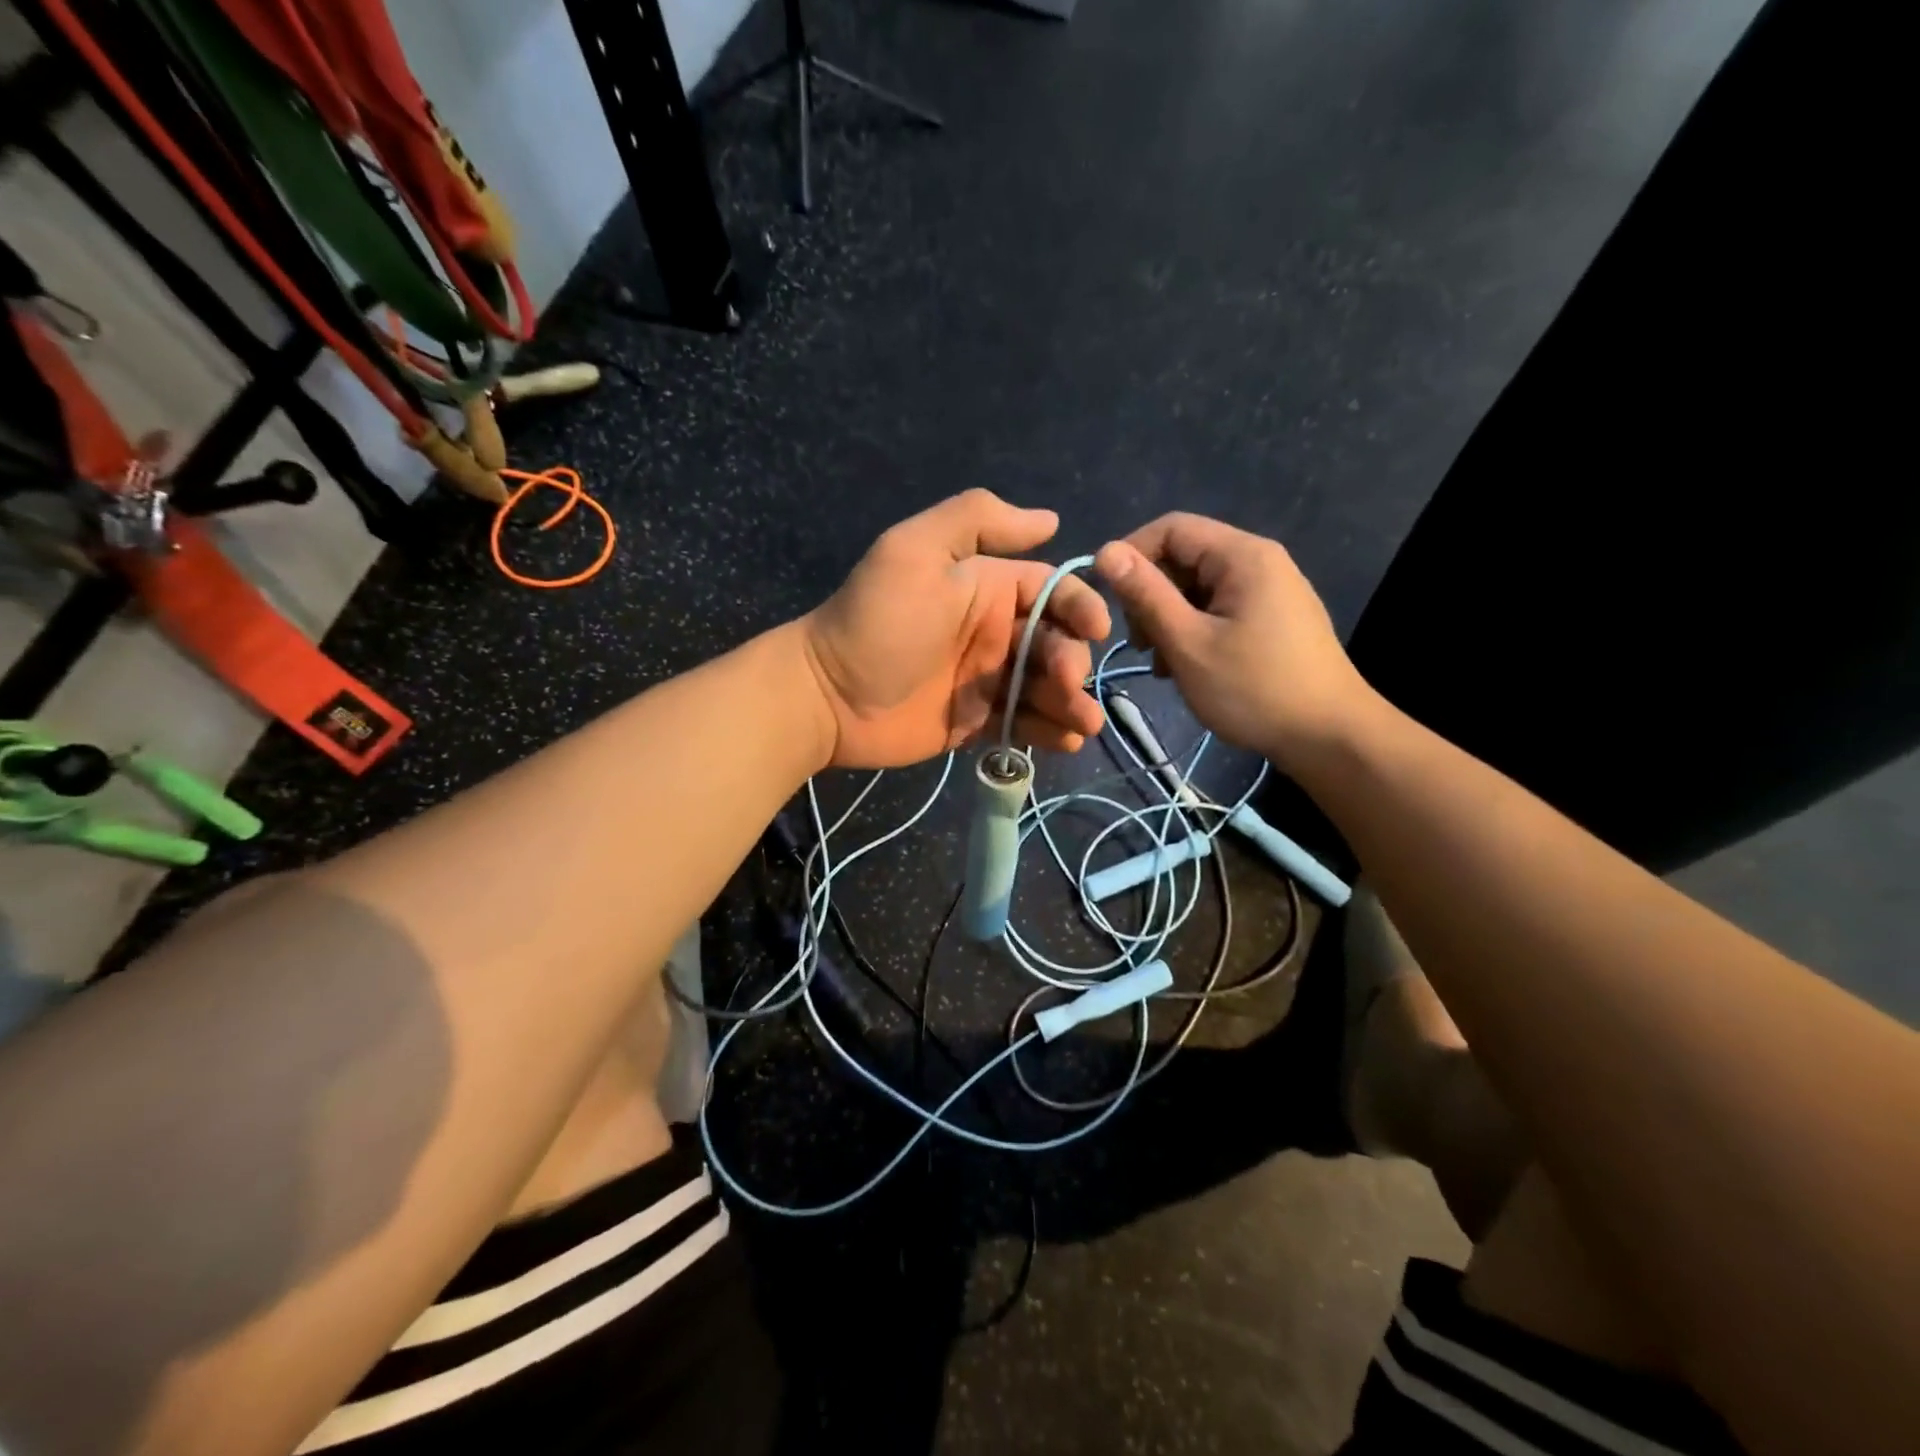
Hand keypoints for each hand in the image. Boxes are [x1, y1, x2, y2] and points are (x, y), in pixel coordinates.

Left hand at [803, 490, 1111, 768]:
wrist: (828, 696)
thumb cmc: (878, 623)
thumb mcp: (916, 552)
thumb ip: (977, 521)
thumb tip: (1049, 519)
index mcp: (986, 588)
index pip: (1050, 591)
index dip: (1080, 607)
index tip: (1098, 630)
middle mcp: (992, 632)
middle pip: (1053, 644)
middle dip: (1072, 662)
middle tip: (1070, 685)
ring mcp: (985, 680)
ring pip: (1044, 687)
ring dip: (1071, 703)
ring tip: (1083, 724)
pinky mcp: (975, 722)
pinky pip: (1021, 724)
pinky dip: (1048, 732)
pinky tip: (1064, 742)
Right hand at [1095, 513, 1371, 769]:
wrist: (1329, 736)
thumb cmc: (1253, 688)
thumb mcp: (1188, 642)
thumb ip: (1146, 594)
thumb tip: (1106, 551)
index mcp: (1242, 555)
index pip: (1171, 528)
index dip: (1130, 554)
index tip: (1106, 598)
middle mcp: (1258, 561)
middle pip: (1185, 558)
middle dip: (1151, 595)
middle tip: (1140, 643)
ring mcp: (1270, 590)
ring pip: (1198, 588)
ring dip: (1169, 619)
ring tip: (1163, 663)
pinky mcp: (1273, 618)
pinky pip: (1219, 609)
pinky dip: (1194, 630)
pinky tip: (1187, 667)